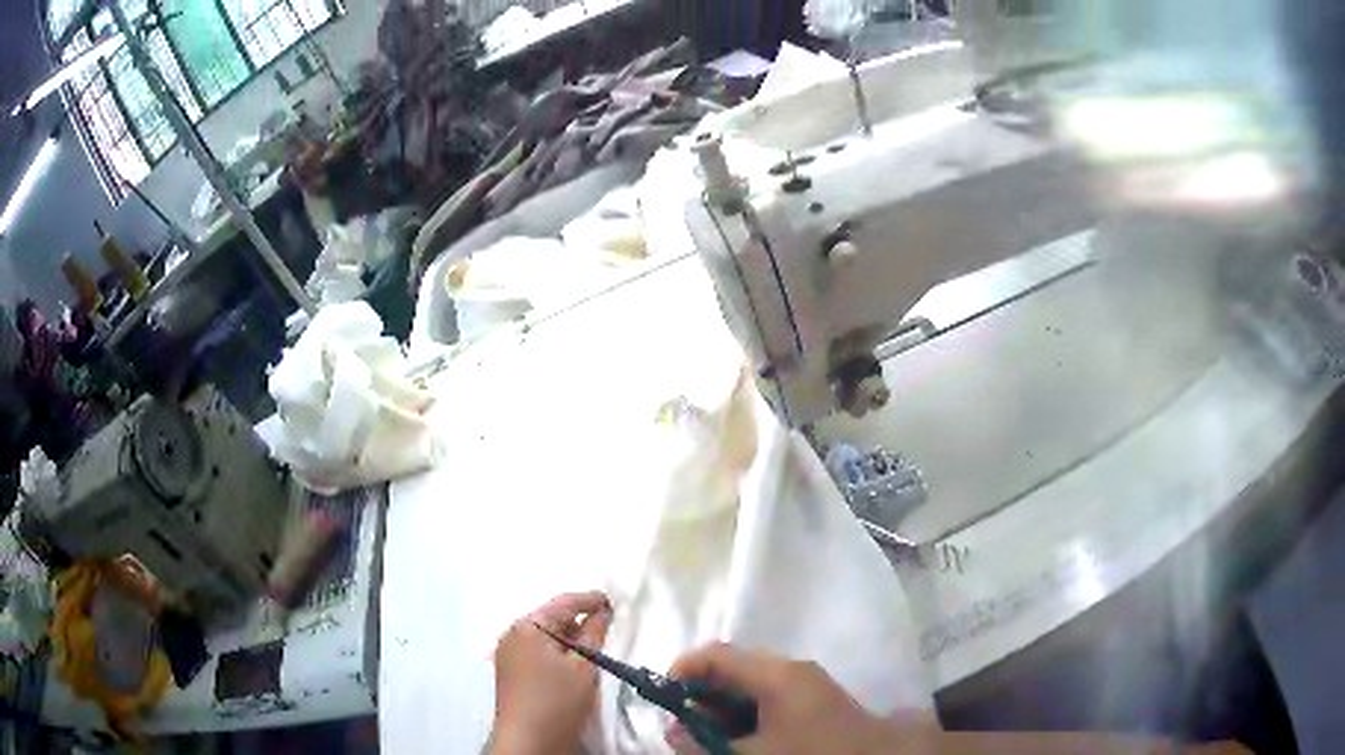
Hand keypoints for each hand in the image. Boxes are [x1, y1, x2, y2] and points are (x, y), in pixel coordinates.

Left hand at [487, 592, 612, 754]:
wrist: (528, 742)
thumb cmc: (557, 701)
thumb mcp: (584, 667)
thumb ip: (593, 634)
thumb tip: (600, 612)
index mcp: (527, 627)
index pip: (563, 603)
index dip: (590, 600)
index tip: (614, 601)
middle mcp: (512, 634)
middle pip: (551, 618)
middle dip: (578, 620)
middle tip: (607, 626)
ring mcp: (508, 654)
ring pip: (544, 636)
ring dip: (568, 638)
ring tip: (593, 646)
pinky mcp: (510, 672)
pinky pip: (536, 651)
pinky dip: (556, 651)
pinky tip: (572, 663)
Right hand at [666, 643, 913, 754]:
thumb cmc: (810, 753)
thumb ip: (703, 744)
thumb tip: (672, 729)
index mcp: (777, 674)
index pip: (717, 654)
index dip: (683, 670)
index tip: (663, 698)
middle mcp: (793, 669)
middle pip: (734, 668)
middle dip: (702, 695)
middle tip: (684, 726)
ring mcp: (807, 684)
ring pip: (751, 686)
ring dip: (723, 708)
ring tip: (710, 737)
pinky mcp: (816, 700)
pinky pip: (770, 698)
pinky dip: (747, 715)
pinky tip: (741, 740)